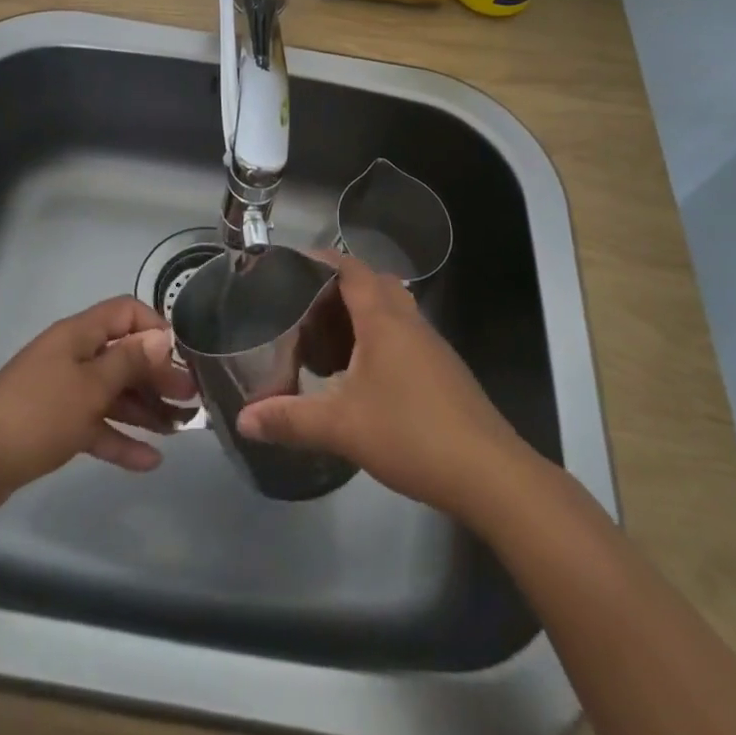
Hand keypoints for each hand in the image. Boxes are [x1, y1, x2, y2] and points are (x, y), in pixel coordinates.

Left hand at [0, 296, 197, 512]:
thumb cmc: (38, 414)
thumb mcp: (91, 387)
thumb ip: (129, 362)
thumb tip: (162, 336)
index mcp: (79, 335)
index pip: (125, 312)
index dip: (154, 328)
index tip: (180, 356)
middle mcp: (72, 356)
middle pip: (123, 356)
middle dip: (157, 375)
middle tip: (191, 399)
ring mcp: (62, 391)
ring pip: (112, 392)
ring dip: (145, 408)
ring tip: (179, 428)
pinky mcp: (54, 424)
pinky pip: (96, 424)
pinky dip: (120, 438)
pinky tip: (150, 461)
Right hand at [236, 252, 525, 517]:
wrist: (490, 474)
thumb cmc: (412, 434)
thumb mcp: (341, 427)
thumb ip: (290, 419)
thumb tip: (245, 420)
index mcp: (384, 320)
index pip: (351, 269)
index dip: (322, 260)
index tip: (291, 264)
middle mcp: (409, 322)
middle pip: (373, 284)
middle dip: (338, 288)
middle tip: (303, 306)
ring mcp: (431, 346)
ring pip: (391, 311)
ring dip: (360, 315)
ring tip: (325, 339)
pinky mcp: (444, 372)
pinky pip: (403, 336)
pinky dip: (377, 339)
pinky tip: (361, 376)